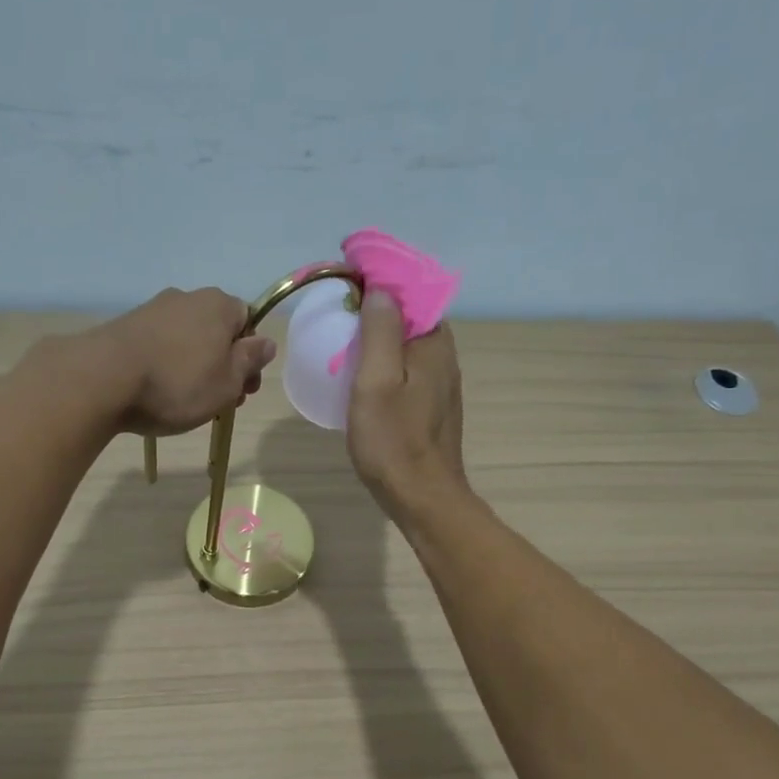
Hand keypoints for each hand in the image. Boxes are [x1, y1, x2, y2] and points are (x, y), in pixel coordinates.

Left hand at [93, 288, 277, 436]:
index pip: (248, 321)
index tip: (244, 387)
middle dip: (223, 364)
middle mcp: (186, 298)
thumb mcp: (227, 382)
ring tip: (186, 401)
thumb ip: (250, 360)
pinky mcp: (125, 327)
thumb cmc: (177, 384)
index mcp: (219, 305)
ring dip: (194, 366)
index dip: (250, 356)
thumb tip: (265, 343)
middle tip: (219, 401)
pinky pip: (159, 345)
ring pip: (187, 339)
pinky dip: (165, 365)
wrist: (102, 380)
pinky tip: (157, 391)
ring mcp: (152, 310)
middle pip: (216, 330)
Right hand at [346, 289, 467, 518]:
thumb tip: (379, 289)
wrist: (421, 497)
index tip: (344, 281)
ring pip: (406, 344)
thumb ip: (379, 331)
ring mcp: (439, 383)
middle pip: (408, 316)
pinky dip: (383, 362)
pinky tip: (360, 376)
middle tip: (336, 312)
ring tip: (341, 340)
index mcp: (433, 342)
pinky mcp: (431, 405)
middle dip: (375, 306)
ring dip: (377, 336)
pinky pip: (405, 368)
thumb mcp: (376, 381)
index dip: (378, 280)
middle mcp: (443, 355)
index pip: (409, 291)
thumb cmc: (394, 440)